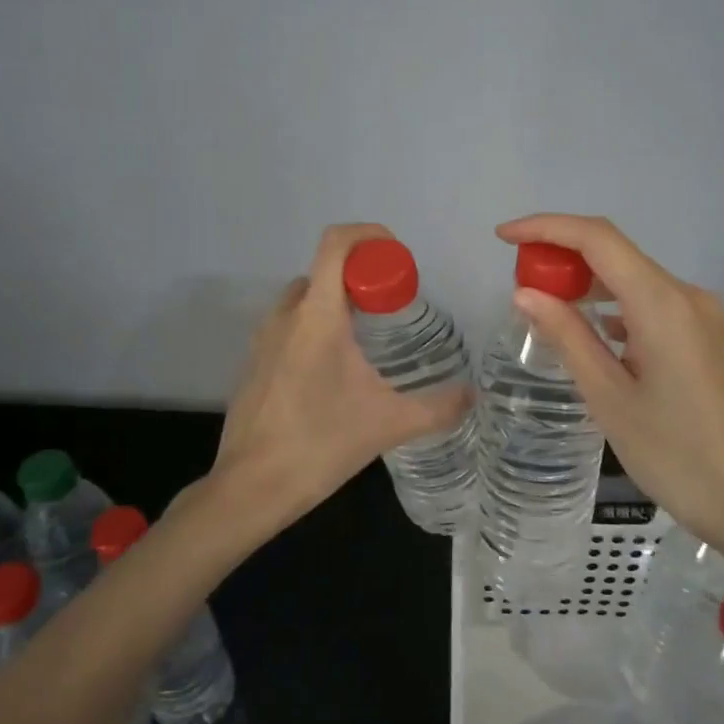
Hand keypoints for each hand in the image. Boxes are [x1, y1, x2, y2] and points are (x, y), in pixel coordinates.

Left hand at [212, 223, 472, 524]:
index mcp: (317, 316)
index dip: (369, 235)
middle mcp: (285, 316)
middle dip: (360, 277)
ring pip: (304, 299)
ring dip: (336, 303)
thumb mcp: (389, 425)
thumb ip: (438, 407)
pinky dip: (315, 328)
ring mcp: (263, 339)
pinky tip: (335, 373)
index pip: (336, 244)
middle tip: (391, 307)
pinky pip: (289, 326)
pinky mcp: (254, 363)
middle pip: (324, 271)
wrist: (251, 487)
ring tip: (367, 341)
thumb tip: (473, 396)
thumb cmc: (321, 445)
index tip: (397, 257)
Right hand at [496, 214, 723, 576]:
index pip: (597, 239)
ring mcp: (706, 317)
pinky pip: (657, 307)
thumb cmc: (673, 454)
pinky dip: (619, 309)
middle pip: (617, 256)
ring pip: (637, 281)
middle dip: (564, 259)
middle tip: (521, 286)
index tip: (503, 236)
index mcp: (662, 304)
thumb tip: (526, 293)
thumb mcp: (608, 396)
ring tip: (550, 311)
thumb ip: (566, 336)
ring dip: (591, 286)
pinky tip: (598, 336)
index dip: (546, 228)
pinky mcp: (712, 338)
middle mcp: (689, 296)